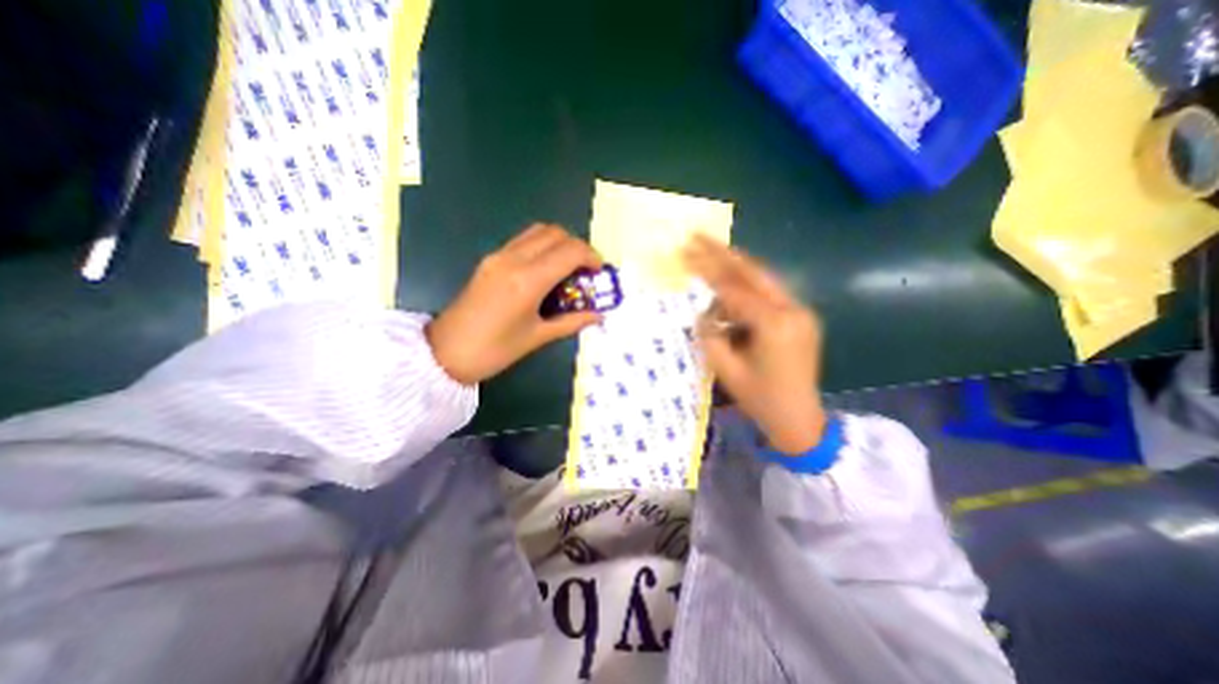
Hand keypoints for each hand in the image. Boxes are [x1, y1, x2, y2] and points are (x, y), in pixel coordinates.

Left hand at [426, 224, 606, 384]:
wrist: (445, 352)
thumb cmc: (494, 351)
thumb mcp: (538, 337)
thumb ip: (571, 321)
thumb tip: (598, 315)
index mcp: (528, 281)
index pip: (570, 251)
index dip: (591, 257)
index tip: (599, 273)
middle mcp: (513, 259)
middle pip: (556, 233)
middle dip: (577, 247)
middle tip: (585, 271)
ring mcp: (498, 256)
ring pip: (539, 231)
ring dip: (559, 244)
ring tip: (567, 270)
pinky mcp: (490, 259)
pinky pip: (524, 240)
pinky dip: (543, 247)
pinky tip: (546, 272)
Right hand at [681, 235, 822, 454]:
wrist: (800, 420)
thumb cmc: (761, 399)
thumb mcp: (726, 369)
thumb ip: (710, 334)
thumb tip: (704, 311)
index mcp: (774, 325)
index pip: (735, 290)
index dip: (708, 271)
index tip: (686, 252)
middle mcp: (793, 310)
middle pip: (754, 272)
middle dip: (724, 253)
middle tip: (698, 236)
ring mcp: (801, 312)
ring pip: (763, 281)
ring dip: (735, 272)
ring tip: (709, 260)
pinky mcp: (801, 318)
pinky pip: (769, 296)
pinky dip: (747, 292)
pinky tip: (729, 297)